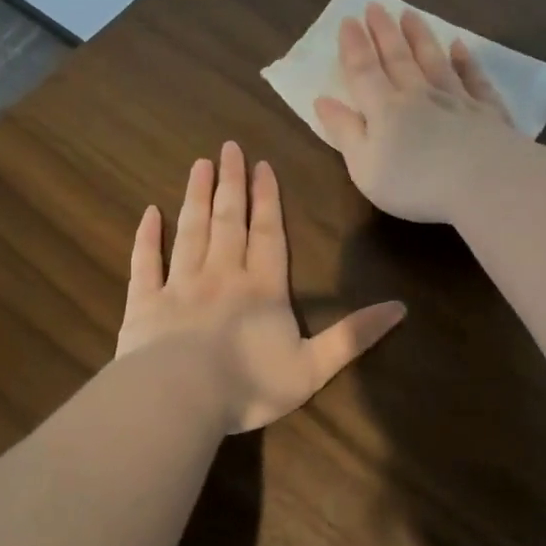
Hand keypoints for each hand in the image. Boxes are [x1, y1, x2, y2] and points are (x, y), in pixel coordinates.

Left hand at [116, 142, 406, 432]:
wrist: (179, 397)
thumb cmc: (250, 385)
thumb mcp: (314, 366)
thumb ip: (354, 336)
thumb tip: (401, 308)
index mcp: (262, 289)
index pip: (268, 234)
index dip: (267, 199)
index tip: (262, 165)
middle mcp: (222, 276)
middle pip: (228, 221)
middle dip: (231, 184)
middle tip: (228, 147)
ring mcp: (179, 286)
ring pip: (190, 231)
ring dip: (196, 197)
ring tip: (199, 165)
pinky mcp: (144, 303)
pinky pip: (145, 263)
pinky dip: (146, 237)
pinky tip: (148, 214)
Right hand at [313, 3, 518, 223]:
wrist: (484, 182)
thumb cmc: (415, 182)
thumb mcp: (365, 166)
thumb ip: (345, 132)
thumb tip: (323, 100)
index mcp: (385, 109)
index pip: (364, 71)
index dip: (354, 47)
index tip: (348, 20)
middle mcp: (419, 95)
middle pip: (399, 58)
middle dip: (384, 32)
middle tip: (375, 6)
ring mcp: (456, 99)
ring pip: (435, 60)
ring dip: (421, 37)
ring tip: (410, 14)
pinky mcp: (487, 111)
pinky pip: (474, 78)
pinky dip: (466, 61)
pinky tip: (461, 47)